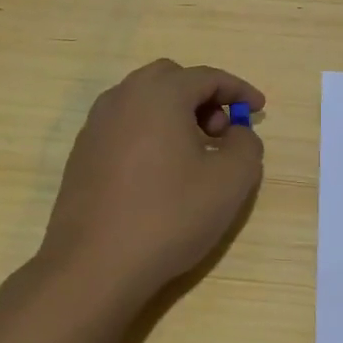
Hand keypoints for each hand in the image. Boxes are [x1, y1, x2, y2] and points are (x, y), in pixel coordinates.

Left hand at [41, 59, 264, 299]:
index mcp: (159, 94)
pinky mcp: (82, 154)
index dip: (239, 90)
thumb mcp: (231, 181)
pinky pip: (125, 126)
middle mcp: (122, 98)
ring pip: (144, 101)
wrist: (94, 266)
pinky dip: (151, 133)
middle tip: (223, 132)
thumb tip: (237, 134)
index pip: (208, 76)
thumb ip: (247, 145)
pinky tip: (162, 172)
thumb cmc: (169, 216)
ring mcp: (96, 126)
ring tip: (196, 154)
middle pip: (171, 79)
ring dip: (176, 114)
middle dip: (204, 97)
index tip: (259, 110)